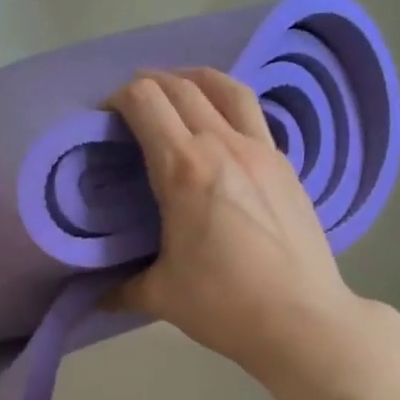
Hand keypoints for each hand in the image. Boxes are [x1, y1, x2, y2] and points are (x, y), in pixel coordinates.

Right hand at [108, 69, 363, 381]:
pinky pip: (251, 114)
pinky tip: (218, 131)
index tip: (104, 119)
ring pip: (225, 87)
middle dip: (148, 84)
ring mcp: (261, 150)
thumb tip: (96, 297)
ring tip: (176, 91)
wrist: (303, 320)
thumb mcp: (161, 295)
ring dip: (193, 79)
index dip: (117, 98)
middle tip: (130, 107)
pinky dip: (225, 105)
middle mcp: (223, 145)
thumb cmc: (225, 304)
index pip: (145, 100)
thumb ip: (121, 288)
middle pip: (180, 86)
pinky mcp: (286, 164)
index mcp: (184, 169)